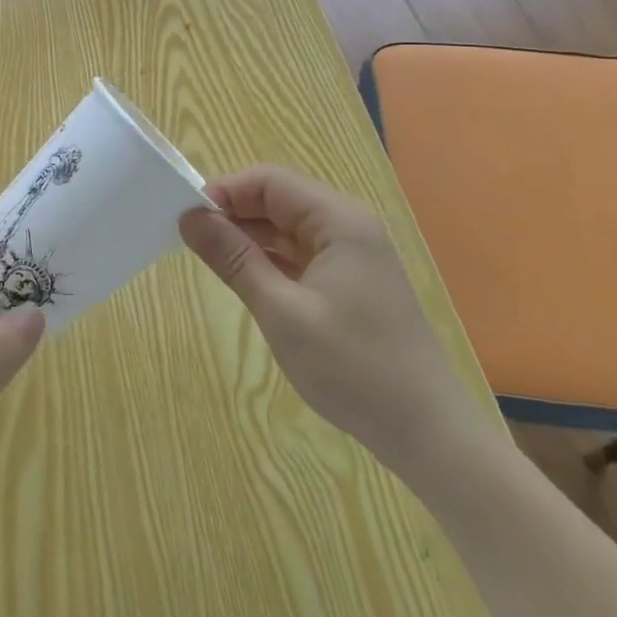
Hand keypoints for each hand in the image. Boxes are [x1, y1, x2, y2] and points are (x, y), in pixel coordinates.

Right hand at [178, 166, 490, 475]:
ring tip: (211, 260)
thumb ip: (233, 258)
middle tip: (192, 241)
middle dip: (233, 213)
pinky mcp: (350, 281)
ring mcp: (351, 254)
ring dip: (248, 237)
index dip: (225, 192)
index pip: (268, 181)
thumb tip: (189, 216)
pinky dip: (268, 259)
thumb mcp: (281, 311)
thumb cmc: (354, 368)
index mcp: (338, 220)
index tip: (187, 219)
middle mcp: (347, 226)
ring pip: (285, 227)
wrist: (429, 435)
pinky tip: (245, 279)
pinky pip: (298, 253)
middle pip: (277, 199)